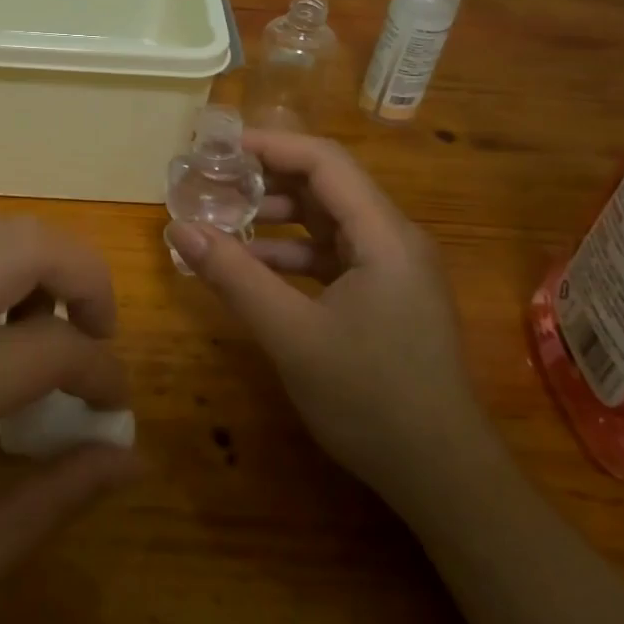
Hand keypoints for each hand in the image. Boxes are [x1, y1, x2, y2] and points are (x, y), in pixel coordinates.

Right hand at [166, 131, 490, 501]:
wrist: (444, 477)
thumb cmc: (371, 399)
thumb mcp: (291, 335)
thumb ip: (234, 276)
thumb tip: (179, 228)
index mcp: (383, 235)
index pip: (324, 161)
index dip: (270, 145)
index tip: (217, 149)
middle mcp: (394, 239)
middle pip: (326, 185)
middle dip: (266, 179)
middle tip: (212, 181)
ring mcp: (392, 269)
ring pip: (327, 221)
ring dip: (276, 217)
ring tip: (222, 221)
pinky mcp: (385, 295)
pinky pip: (333, 255)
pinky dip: (292, 253)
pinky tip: (253, 267)